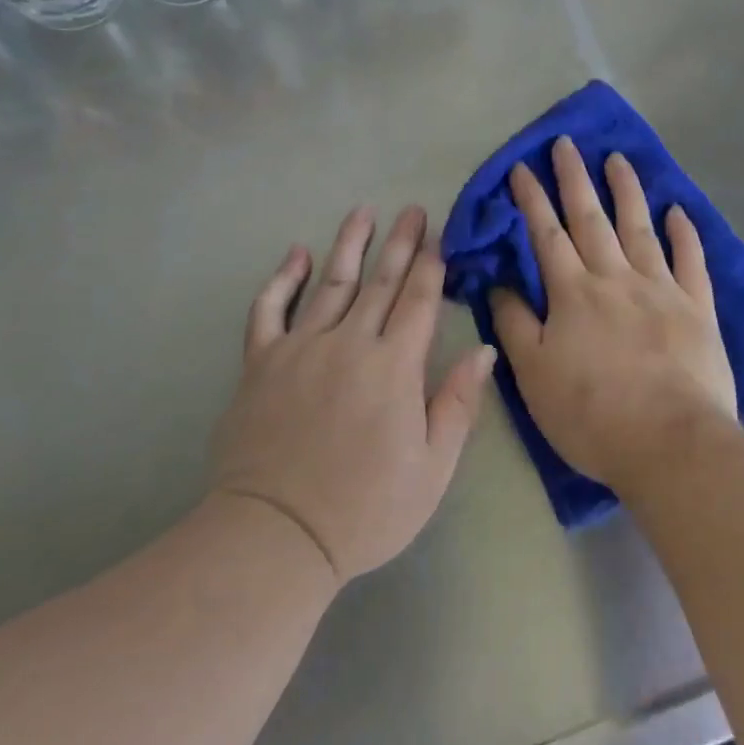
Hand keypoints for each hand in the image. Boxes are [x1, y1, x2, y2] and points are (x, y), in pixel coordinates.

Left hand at [209, 206, 494, 585]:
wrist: (277, 535)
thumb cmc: (366, 509)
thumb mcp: (433, 468)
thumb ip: (457, 403)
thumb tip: (481, 349)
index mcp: (394, 366)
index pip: (419, 301)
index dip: (431, 265)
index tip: (439, 234)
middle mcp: (349, 343)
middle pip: (381, 282)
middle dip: (400, 243)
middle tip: (412, 209)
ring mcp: (301, 348)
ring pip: (330, 283)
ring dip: (349, 245)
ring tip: (363, 212)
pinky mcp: (261, 362)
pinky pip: (269, 309)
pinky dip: (282, 279)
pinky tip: (296, 253)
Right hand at [491, 137, 738, 497]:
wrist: (670, 443)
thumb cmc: (591, 414)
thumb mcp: (533, 374)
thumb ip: (514, 324)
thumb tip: (498, 283)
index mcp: (573, 293)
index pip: (546, 235)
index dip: (532, 199)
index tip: (522, 166)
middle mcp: (615, 278)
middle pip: (591, 218)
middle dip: (574, 178)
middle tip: (566, 143)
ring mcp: (661, 289)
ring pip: (640, 228)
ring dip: (627, 191)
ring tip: (617, 158)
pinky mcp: (698, 309)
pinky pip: (691, 261)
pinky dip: (684, 233)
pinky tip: (678, 210)